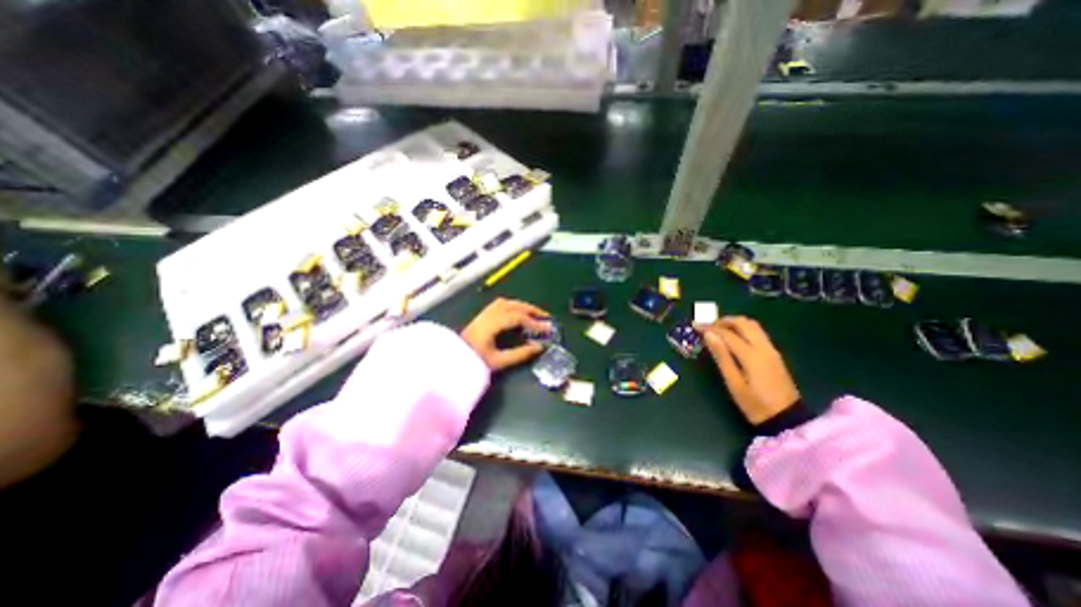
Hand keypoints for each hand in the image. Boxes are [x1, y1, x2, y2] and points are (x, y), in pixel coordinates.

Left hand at [462, 296, 549, 369]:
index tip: (546, 329)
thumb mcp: (499, 361)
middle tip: (545, 317)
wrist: (451, 362)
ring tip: (534, 314)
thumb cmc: (474, 363)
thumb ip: (520, 354)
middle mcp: (488, 315)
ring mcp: (483, 314)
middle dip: (531, 310)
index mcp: (491, 325)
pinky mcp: (481, 316)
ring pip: (506, 302)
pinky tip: (518, 313)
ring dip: (522, 306)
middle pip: (513, 305)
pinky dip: (513, 307)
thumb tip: (539, 347)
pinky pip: (500, 305)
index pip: (517, 317)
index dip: (533, 322)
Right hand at [697, 315, 796, 424]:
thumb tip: (709, 335)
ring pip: (752, 325)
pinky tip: (733, 337)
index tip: (695, 325)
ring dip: (734, 323)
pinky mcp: (774, 354)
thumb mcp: (734, 383)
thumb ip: (722, 357)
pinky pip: (757, 332)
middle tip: (707, 326)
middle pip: (743, 323)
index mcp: (752, 355)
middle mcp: (763, 347)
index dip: (709, 327)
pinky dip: (742, 328)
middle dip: (723, 321)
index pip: (727, 333)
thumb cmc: (755, 404)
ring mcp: (771, 349)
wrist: (787, 419)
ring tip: (718, 330)